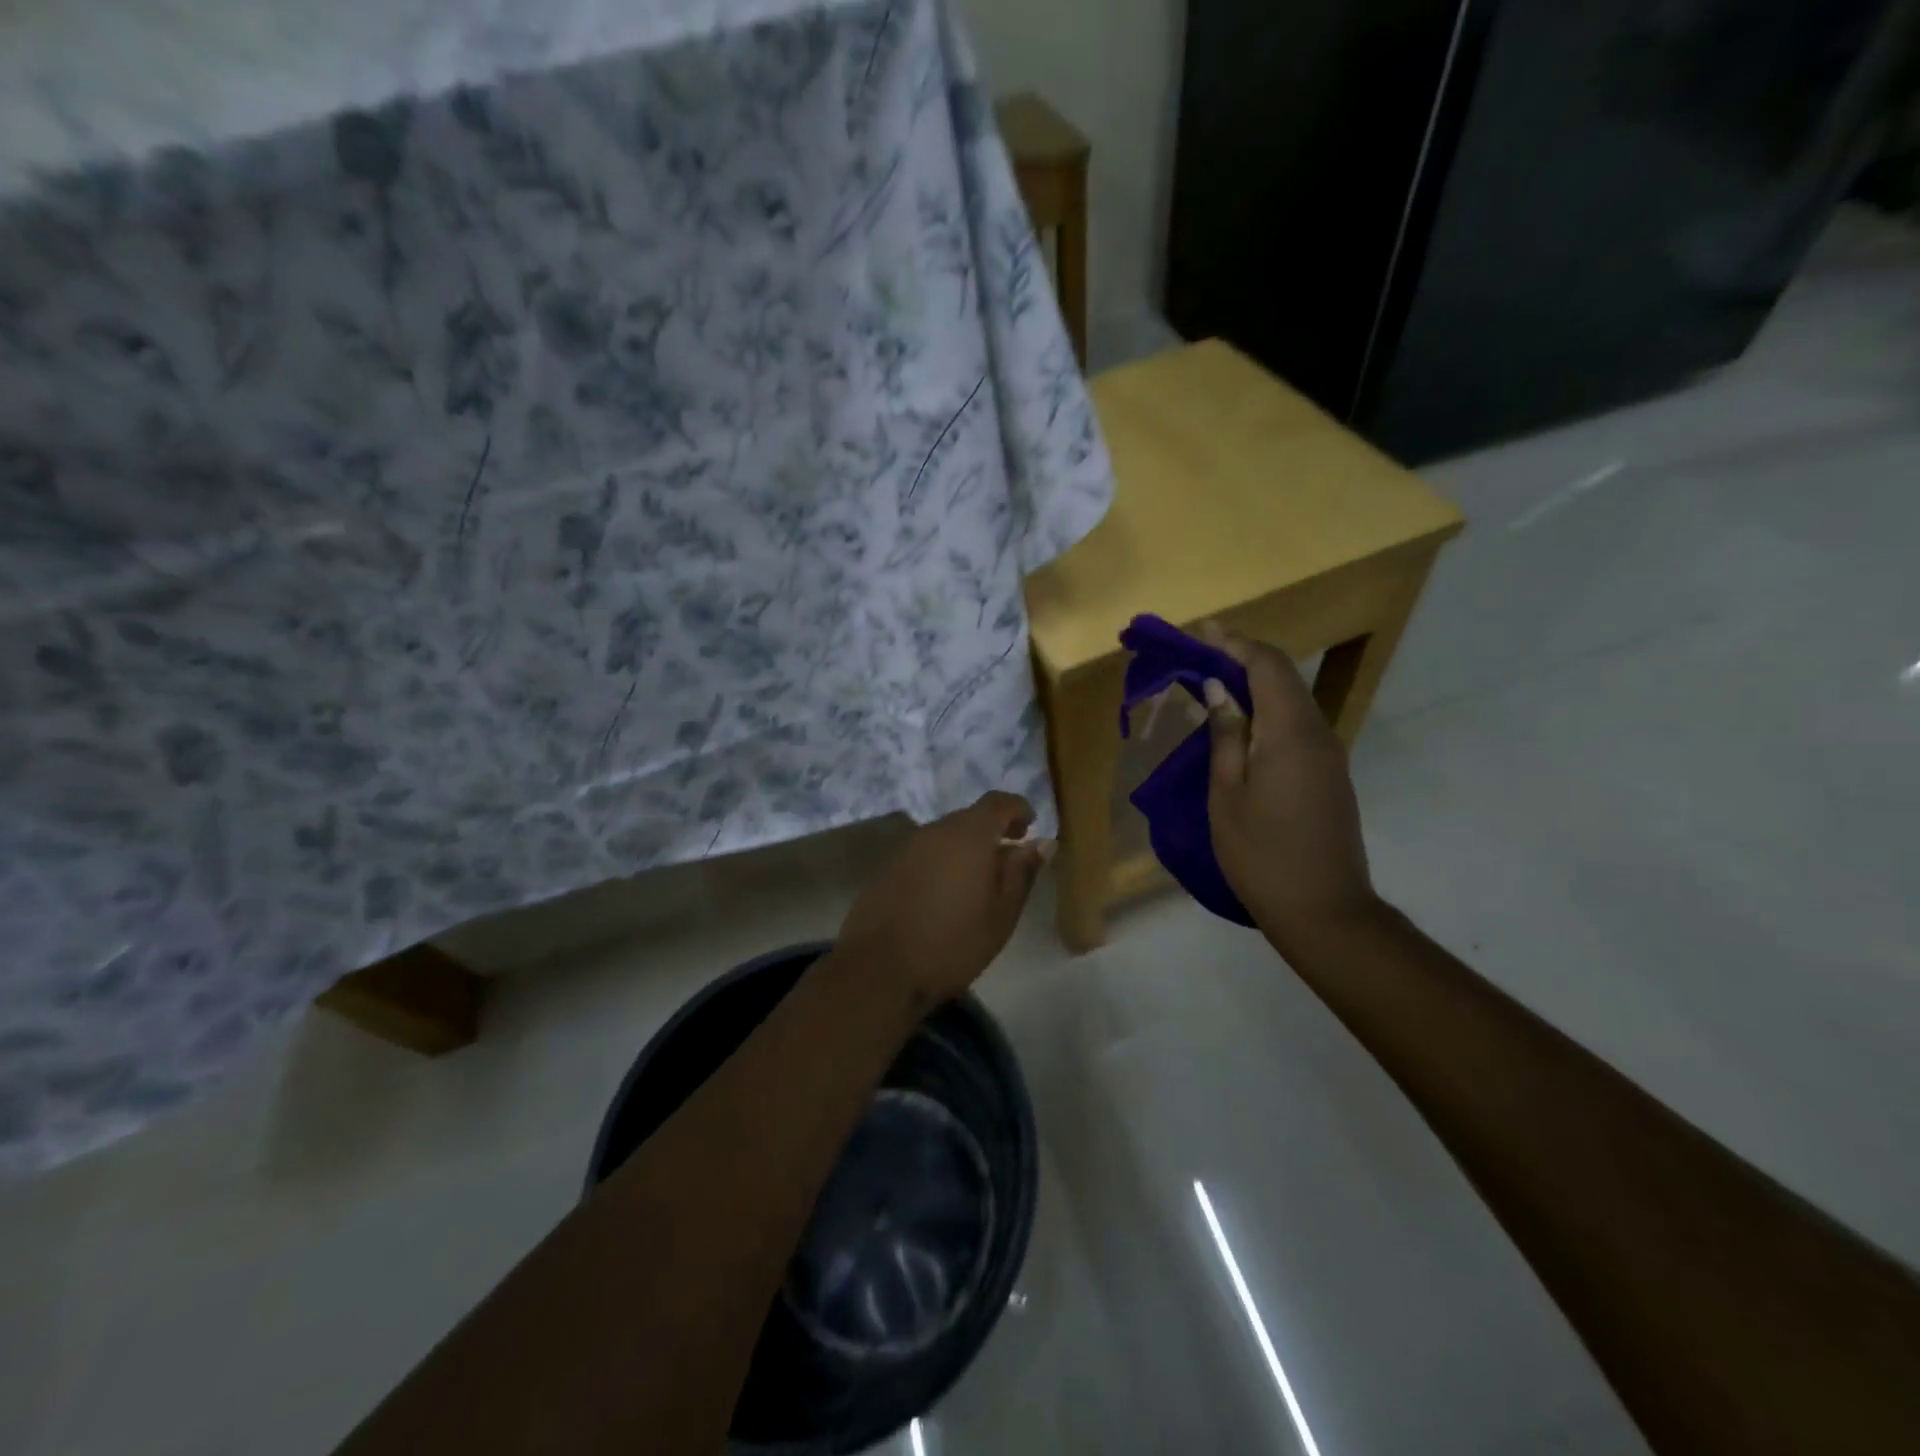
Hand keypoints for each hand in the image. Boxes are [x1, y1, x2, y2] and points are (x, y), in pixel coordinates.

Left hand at [836, 791, 1048, 1006]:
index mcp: (968, 835)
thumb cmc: (952, 944)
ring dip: (965, 848)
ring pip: (945, 836)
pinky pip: (925, 853)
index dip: (1018, 809)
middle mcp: (935, 831)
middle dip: (992, 831)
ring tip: (979, 882)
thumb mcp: (1001, 914)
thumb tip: (1041, 843)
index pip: (998, 802)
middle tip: (1008, 860)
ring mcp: (907, 848)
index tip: (1030, 828)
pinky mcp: (888, 867)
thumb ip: (1022, 873)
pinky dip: (942, 862)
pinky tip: (945, 894)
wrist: (879, 970)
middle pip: (970, 817)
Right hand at [1202, 624, 1381, 958]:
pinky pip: (1296, 724)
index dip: (1234, 643)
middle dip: (1242, 658)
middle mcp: (1317, 733)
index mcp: (1290, 733)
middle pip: (1283, 677)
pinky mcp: (1329, 774)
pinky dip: (1266, 710)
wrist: (1324, 910)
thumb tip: (1221, 690)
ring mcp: (1328, 754)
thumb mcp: (1227, 795)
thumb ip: (1225, 736)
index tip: (1201, 632)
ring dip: (1254, 685)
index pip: (1266, 666)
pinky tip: (1239, 724)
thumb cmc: (1262, 854)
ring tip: (1212, 685)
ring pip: (1291, 700)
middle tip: (1200, 655)